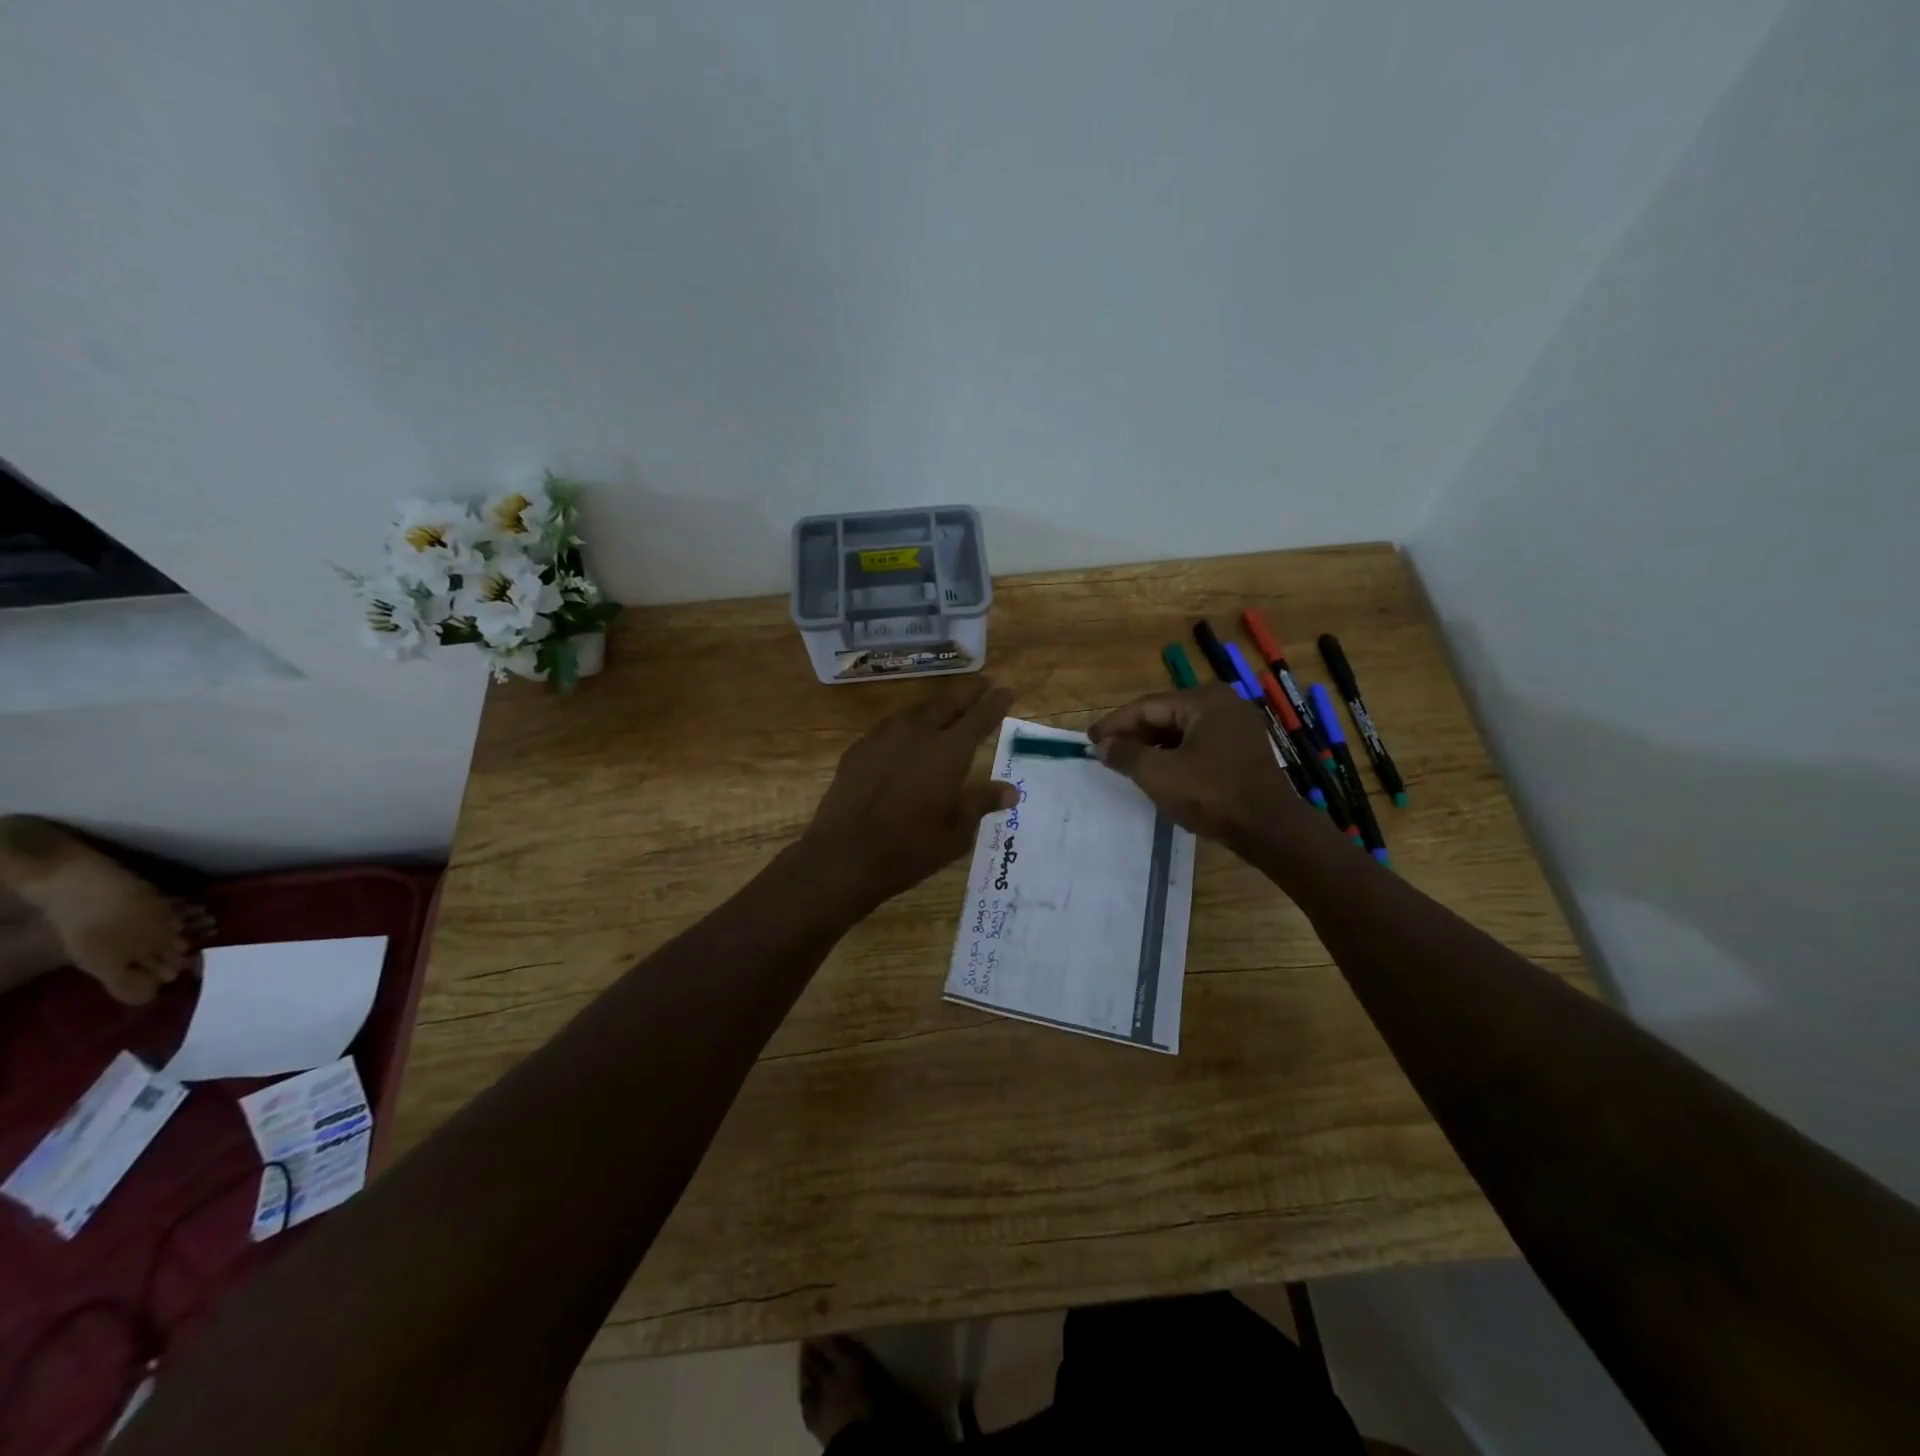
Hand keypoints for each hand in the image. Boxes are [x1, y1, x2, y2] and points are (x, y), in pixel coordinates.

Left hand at [800, 676, 1017, 909]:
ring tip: (945, 705)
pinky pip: (889, 726)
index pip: (979, 718)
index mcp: (949, 752)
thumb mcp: (956, 832)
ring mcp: (884, 737)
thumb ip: (981, 803)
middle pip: (947, 704)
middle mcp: (918, 734)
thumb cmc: (910, 848)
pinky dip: (906, 723)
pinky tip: (904, 734)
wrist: (844, 853)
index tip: (1007, 690)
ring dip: (935, 705)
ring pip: (916, 710)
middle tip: (982, 684)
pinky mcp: (859, 749)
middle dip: (967, 693)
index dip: (995, 703)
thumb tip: (1010, 790)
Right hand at [1088, 684, 1310, 851]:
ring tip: (1128, 763)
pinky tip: (1160, 770)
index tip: (1090, 739)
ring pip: (1182, 729)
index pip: (1147, 706)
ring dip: (1154, 745)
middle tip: (1106, 752)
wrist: (1269, 828)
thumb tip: (1103, 746)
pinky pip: (1199, 742)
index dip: (1114, 724)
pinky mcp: (1244, 748)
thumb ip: (1126, 754)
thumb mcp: (1159, 774)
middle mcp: (1223, 703)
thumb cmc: (1211, 795)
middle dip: (1134, 734)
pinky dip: (1176, 753)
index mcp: (1204, 700)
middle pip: (1165, 714)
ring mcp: (1238, 725)